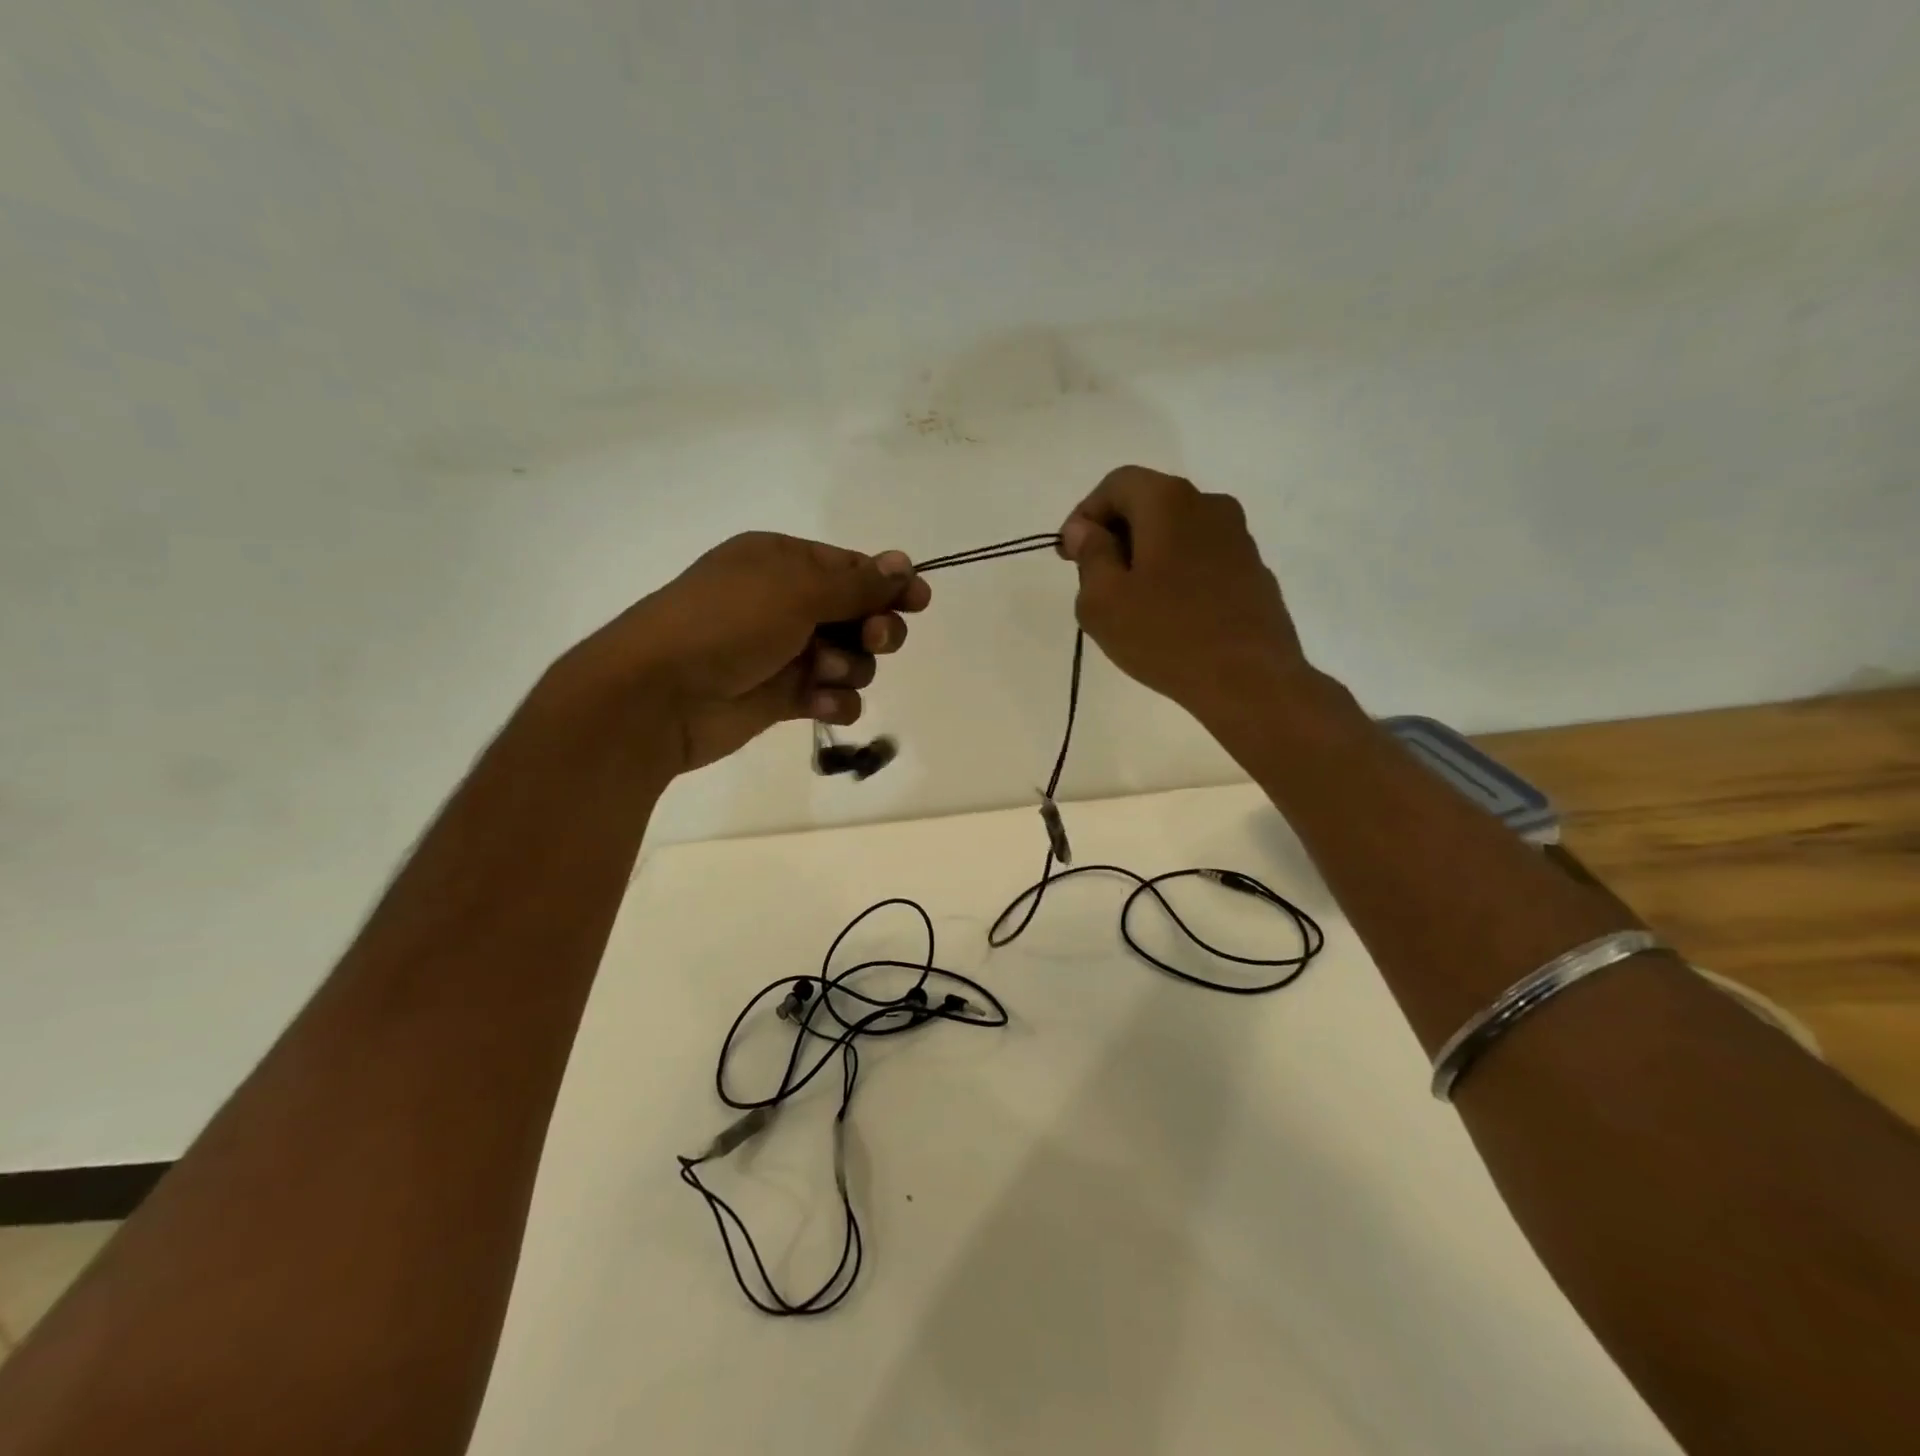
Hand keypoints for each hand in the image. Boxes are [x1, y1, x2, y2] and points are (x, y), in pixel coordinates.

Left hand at [573, 532, 929, 773]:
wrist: (659, 695)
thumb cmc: (726, 623)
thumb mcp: (795, 590)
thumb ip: (857, 584)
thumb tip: (904, 563)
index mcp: (782, 562)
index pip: (851, 569)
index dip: (888, 584)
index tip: (919, 600)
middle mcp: (786, 603)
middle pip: (859, 614)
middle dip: (875, 628)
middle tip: (873, 639)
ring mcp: (785, 652)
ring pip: (851, 659)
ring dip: (850, 667)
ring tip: (823, 674)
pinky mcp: (783, 697)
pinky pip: (832, 696)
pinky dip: (833, 701)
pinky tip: (819, 704)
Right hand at [1058, 467, 1309, 716]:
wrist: (1250, 681)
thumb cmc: (1166, 636)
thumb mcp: (1104, 600)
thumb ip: (1090, 555)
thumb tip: (1084, 529)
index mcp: (1169, 502)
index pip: (1117, 484)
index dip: (1085, 514)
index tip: (1069, 556)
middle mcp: (1209, 505)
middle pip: (1149, 504)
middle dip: (1115, 535)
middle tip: (1094, 580)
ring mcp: (1238, 538)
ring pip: (1177, 532)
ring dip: (1146, 556)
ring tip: (1131, 604)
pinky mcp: (1254, 571)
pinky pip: (1201, 559)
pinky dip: (1176, 573)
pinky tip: (1168, 615)